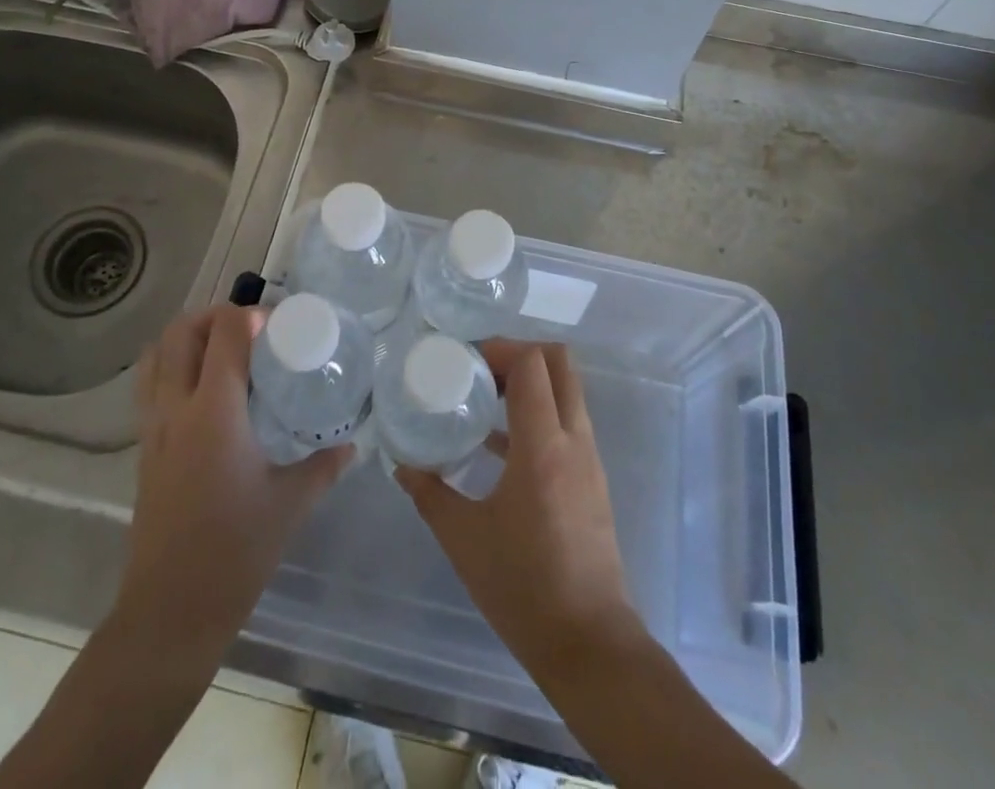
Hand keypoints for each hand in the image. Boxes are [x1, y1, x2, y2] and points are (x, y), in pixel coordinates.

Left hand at [112, 305, 349, 665]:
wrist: (169, 613)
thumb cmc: (235, 552)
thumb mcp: (290, 504)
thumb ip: (323, 466)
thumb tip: (352, 445)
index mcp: (215, 411)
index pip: (224, 333)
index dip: (248, 315)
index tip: (276, 326)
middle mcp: (177, 408)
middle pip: (180, 332)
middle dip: (213, 316)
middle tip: (248, 330)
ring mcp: (153, 429)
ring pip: (156, 356)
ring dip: (186, 338)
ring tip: (221, 350)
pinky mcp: (143, 451)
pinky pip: (150, 388)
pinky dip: (171, 368)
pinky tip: (203, 393)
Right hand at [395, 343, 643, 679]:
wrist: (590, 645)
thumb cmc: (524, 588)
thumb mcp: (464, 539)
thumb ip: (429, 494)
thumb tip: (402, 465)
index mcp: (543, 447)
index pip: (533, 364)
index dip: (500, 348)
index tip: (466, 359)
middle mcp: (574, 441)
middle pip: (560, 363)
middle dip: (519, 354)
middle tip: (480, 369)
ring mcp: (588, 459)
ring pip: (567, 391)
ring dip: (530, 383)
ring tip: (483, 398)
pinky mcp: (592, 479)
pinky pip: (567, 423)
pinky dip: (538, 414)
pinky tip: (497, 445)